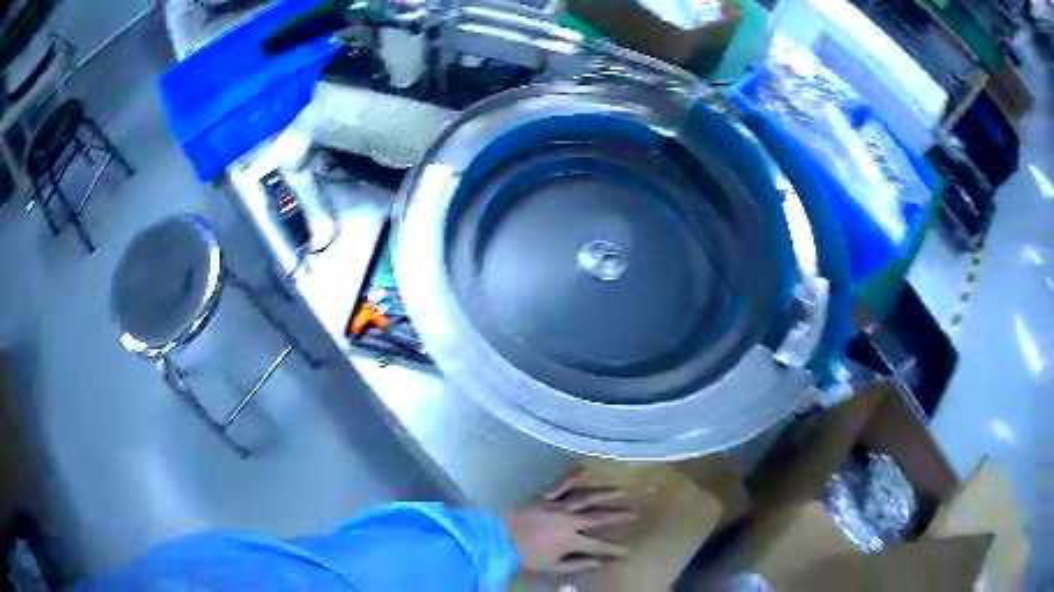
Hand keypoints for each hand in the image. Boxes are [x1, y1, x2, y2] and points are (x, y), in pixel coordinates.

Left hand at [504, 468, 637, 574]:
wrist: (497, 539)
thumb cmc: (523, 557)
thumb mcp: (551, 567)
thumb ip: (576, 565)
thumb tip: (597, 563)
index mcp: (571, 541)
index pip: (598, 545)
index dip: (613, 548)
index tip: (627, 549)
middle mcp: (569, 521)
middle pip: (598, 518)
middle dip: (618, 516)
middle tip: (634, 513)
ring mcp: (557, 506)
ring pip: (586, 498)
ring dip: (604, 495)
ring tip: (620, 492)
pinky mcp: (543, 497)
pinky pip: (560, 484)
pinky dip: (572, 475)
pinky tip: (583, 468)